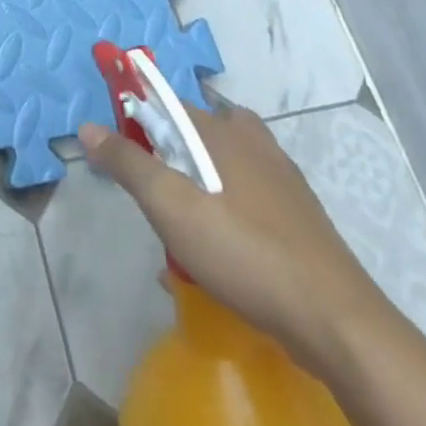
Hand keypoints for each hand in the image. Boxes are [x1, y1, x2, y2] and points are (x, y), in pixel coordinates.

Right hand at [78, 104, 392, 374]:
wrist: (337, 322)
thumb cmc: (245, 252)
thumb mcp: (171, 207)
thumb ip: (128, 163)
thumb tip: (88, 127)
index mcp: (223, 130)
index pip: (166, 103)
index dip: (137, 121)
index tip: (120, 155)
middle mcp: (253, 141)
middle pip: (192, 136)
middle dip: (166, 162)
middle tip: (154, 204)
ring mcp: (281, 179)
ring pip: (218, 169)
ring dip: (192, 192)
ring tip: (179, 237)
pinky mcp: (297, 216)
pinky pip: (243, 199)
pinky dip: (221, 215)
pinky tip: (215, 258)